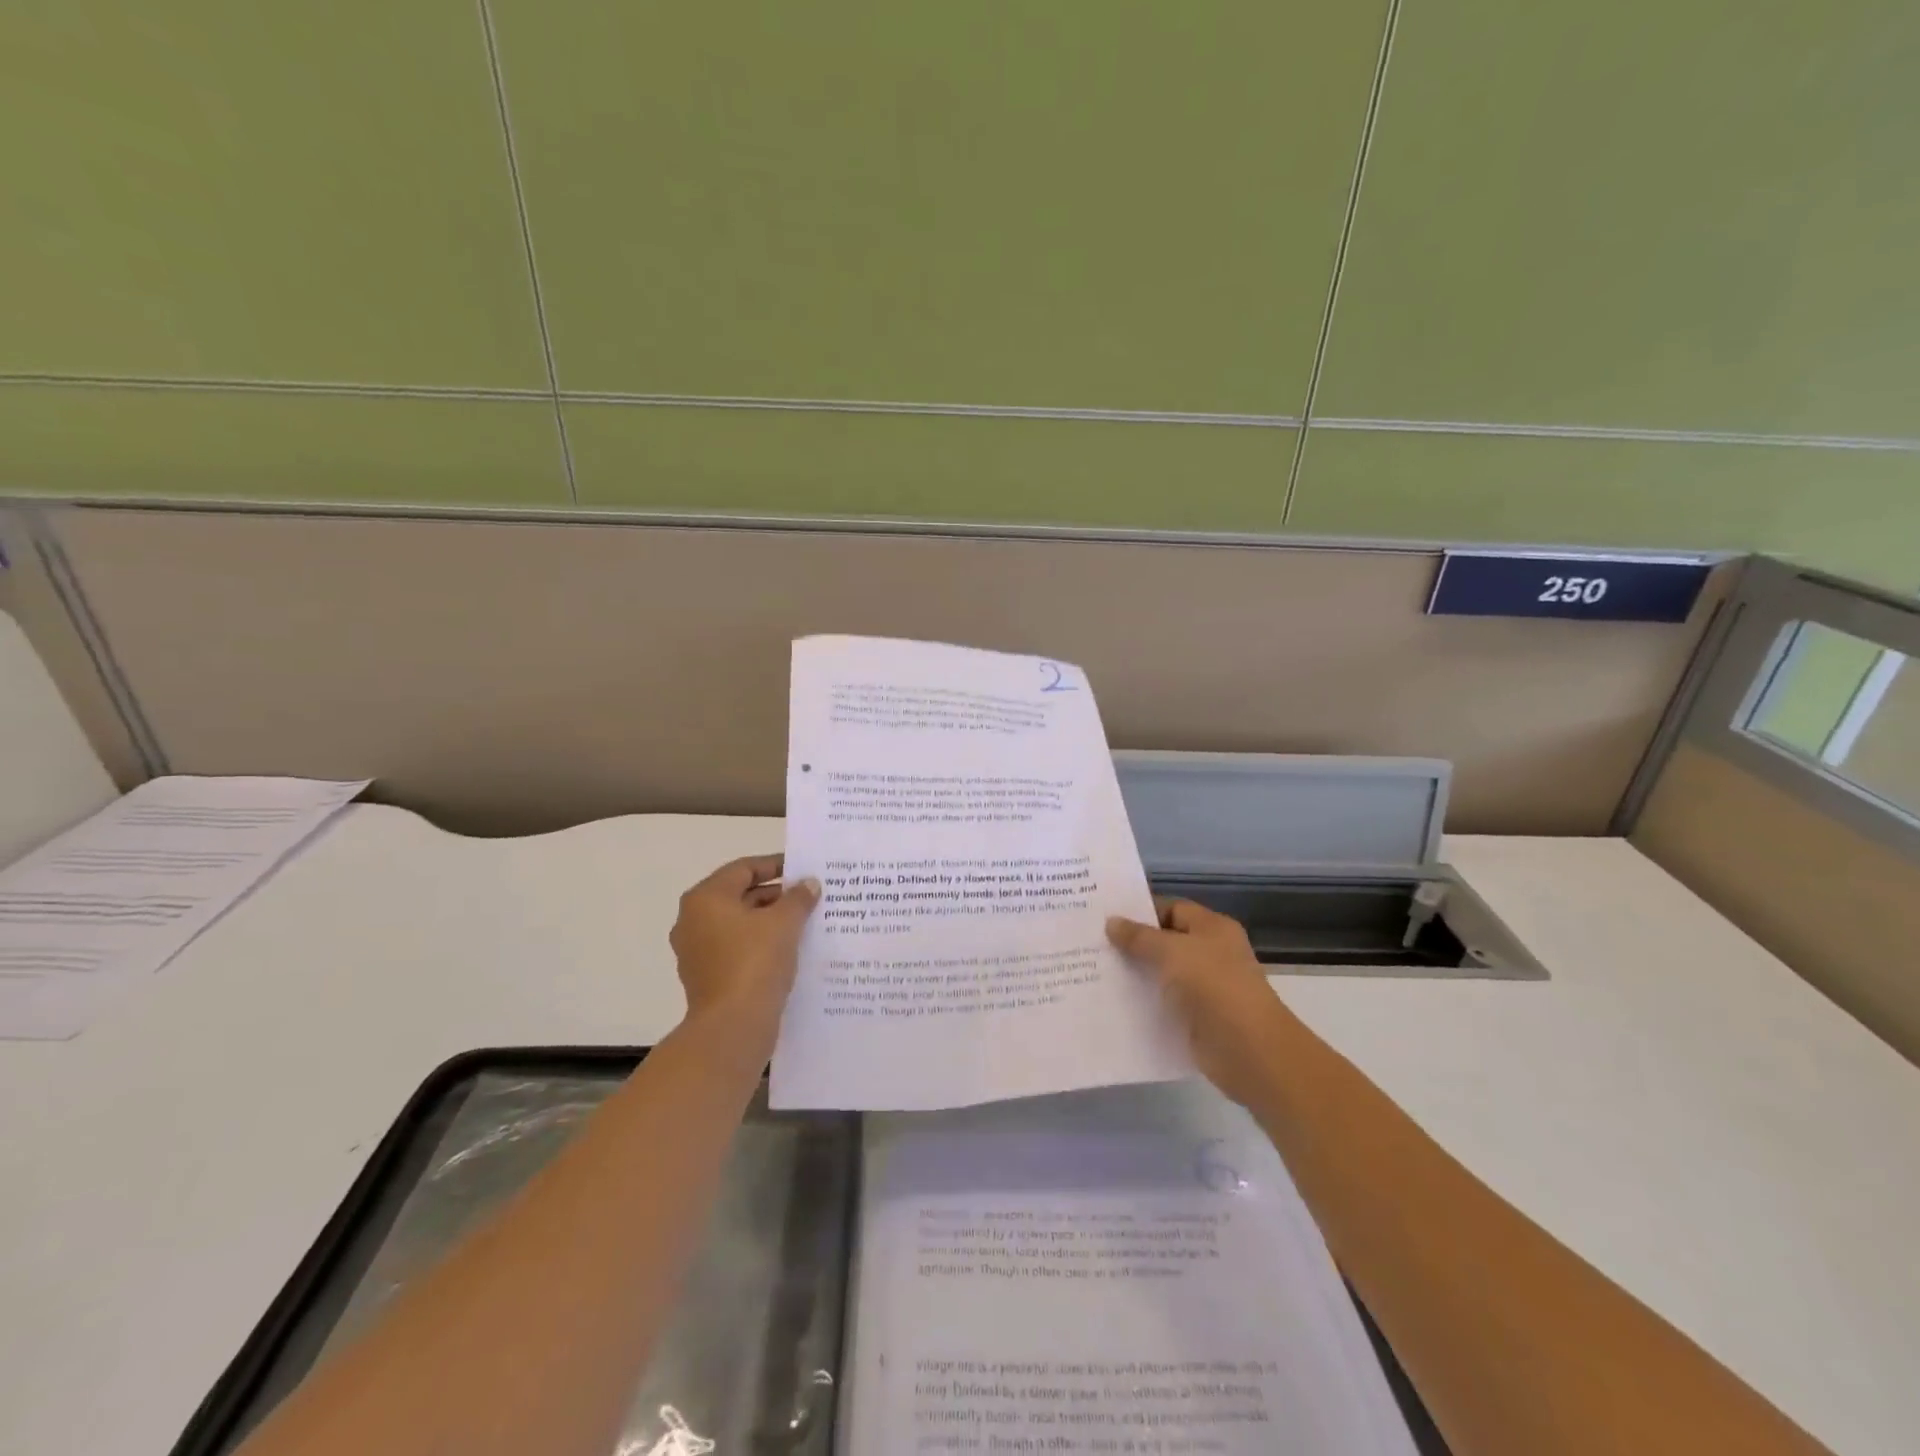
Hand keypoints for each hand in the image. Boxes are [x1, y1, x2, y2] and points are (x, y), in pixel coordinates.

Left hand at [669, 855, 819, 1041]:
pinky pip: (737, 950)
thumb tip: (808, 884)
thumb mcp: (785, 923)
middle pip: (740, 896)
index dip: (775, 865)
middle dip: (776, 895)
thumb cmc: (755, 963)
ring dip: (770, 921)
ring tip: (805, 923)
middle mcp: (693, 920)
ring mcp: (697, 952)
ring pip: (739, 925)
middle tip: (809, 897)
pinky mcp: (707, 977)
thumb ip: (798, 898)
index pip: (744, 869)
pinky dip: (760, 945)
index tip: (803, 870)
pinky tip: (789, 950)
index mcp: (706, 899)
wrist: (732, 1027)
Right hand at [1107, 898, 1291, 1108]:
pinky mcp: (1195, 1019)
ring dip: (1134, 974)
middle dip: (1132, 943)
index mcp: (1212, 929)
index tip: (1105, 916)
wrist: (1249, 1050)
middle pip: (1164, 942)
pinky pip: (1163, 1004)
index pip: (1171, 908)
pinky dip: (1142, 1003)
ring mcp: (1204, 988)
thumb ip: (1139, 937)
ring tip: (1092, 970)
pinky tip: (1111, 1003)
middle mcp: (1210, 954)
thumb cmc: (1214, 986)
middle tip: (1091, 942)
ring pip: (1161, 974)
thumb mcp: (1172, 952)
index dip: (1140, 911)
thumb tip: (1111, 922)